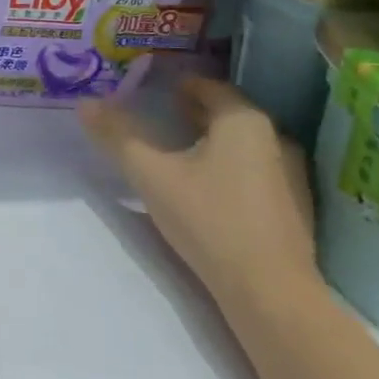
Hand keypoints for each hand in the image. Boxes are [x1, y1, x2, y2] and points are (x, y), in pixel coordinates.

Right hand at [80, 76, 321, 317]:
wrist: (270, 292)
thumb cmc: (209, 220)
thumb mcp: (150, 175)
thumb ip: (117, 136)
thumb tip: (84, 103)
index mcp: (243, 121)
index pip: (206, 86)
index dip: (174, 85)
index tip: (146, 92)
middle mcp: (275, 138)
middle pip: (225, 113)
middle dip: (188, 112)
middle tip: (152, 119)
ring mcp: (290, 174)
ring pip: (240, 144)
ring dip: (208, 141)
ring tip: (174, 153)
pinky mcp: (294, 206)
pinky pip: (253, 170)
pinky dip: (227, 167)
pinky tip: (204, 188)